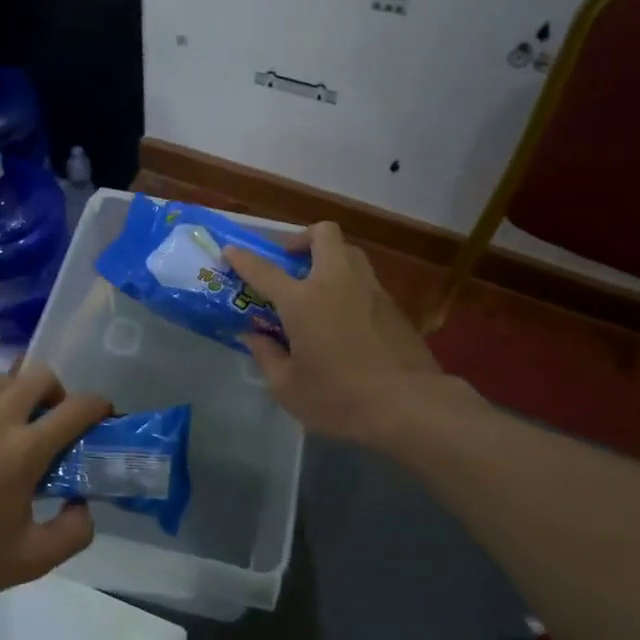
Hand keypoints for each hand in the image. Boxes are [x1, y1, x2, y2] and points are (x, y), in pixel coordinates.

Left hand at [0, 365, 111, 604]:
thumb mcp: (31, 561)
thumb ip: (73, 533)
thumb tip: (83, 504)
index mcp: (25, 450)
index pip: (76, 409)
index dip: (97, 406)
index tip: (101, 415)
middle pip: (39, 376)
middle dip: (56, 392)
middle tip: (51, 420)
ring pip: (0, 378)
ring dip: (16, 392)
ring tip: (10, 421)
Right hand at [224, 221, 443, 442]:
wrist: (408, 404)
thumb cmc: (339, 397)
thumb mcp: (287, 388)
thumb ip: (266, 356)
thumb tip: (254, 336)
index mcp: (303, 300)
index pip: (264, 269)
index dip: (242, 258)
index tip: (230, 252)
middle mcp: (336, 282)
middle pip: (322, 234)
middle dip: (300, 239)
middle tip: (289, 262)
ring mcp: (369, 289)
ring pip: (349, 251)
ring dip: (329, 257)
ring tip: (317, 285)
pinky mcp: (392, 305)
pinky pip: (365, 279)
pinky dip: (348, 284)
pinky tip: (344, 314)